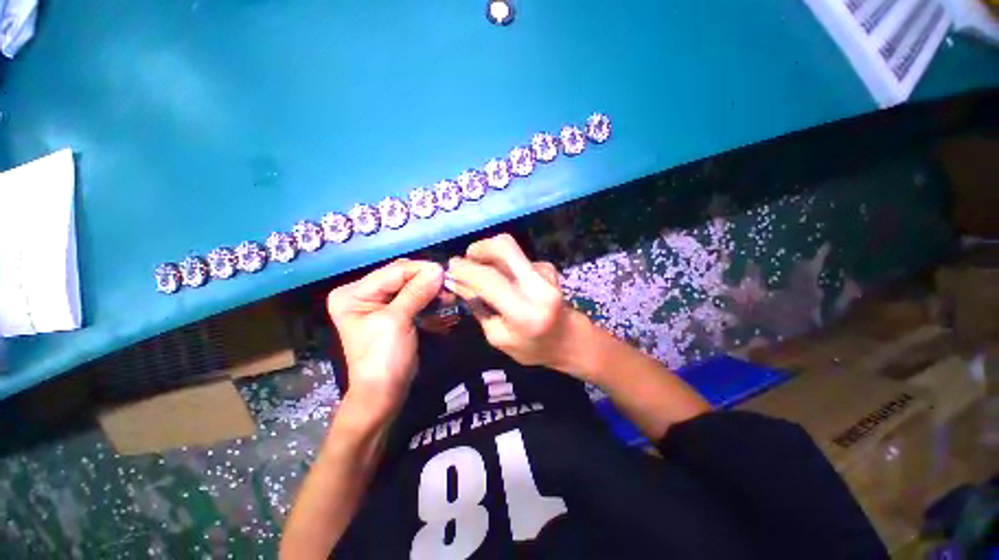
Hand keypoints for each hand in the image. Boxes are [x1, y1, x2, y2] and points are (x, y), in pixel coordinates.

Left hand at [327, 259, 443, 418]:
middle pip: (401, 276)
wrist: (383, 393)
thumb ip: (416, 292)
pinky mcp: (393, 312)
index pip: (392, 271)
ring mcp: (378, 303)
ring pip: (410, 286)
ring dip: (430, 290)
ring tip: (448, 296)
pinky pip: (413, 298)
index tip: (445, 272)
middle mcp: (363, 293)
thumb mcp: (397, 322)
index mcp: (353, 294)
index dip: (419, 270)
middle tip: (449, 284)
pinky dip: (428, 300)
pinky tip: (441, 303)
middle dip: (426, 280)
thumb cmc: (383, 358)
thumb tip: (438, 268)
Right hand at [447, 234, 590, 371]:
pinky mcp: (547, 266)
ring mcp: (546, 272)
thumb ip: (478, 307)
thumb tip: (458, 280)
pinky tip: (507, 282)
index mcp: (525, 313)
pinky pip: (517, 259)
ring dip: (490, 257)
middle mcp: (538, 287)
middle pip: (504, 246)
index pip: (489, 279)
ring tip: (484, 276)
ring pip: (509, 250)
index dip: (465, 270)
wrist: (569, 339)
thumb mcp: (497, 337)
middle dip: (479, 248)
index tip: (450, 268)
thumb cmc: (531, 347)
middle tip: (466, 260)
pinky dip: (504, 265)